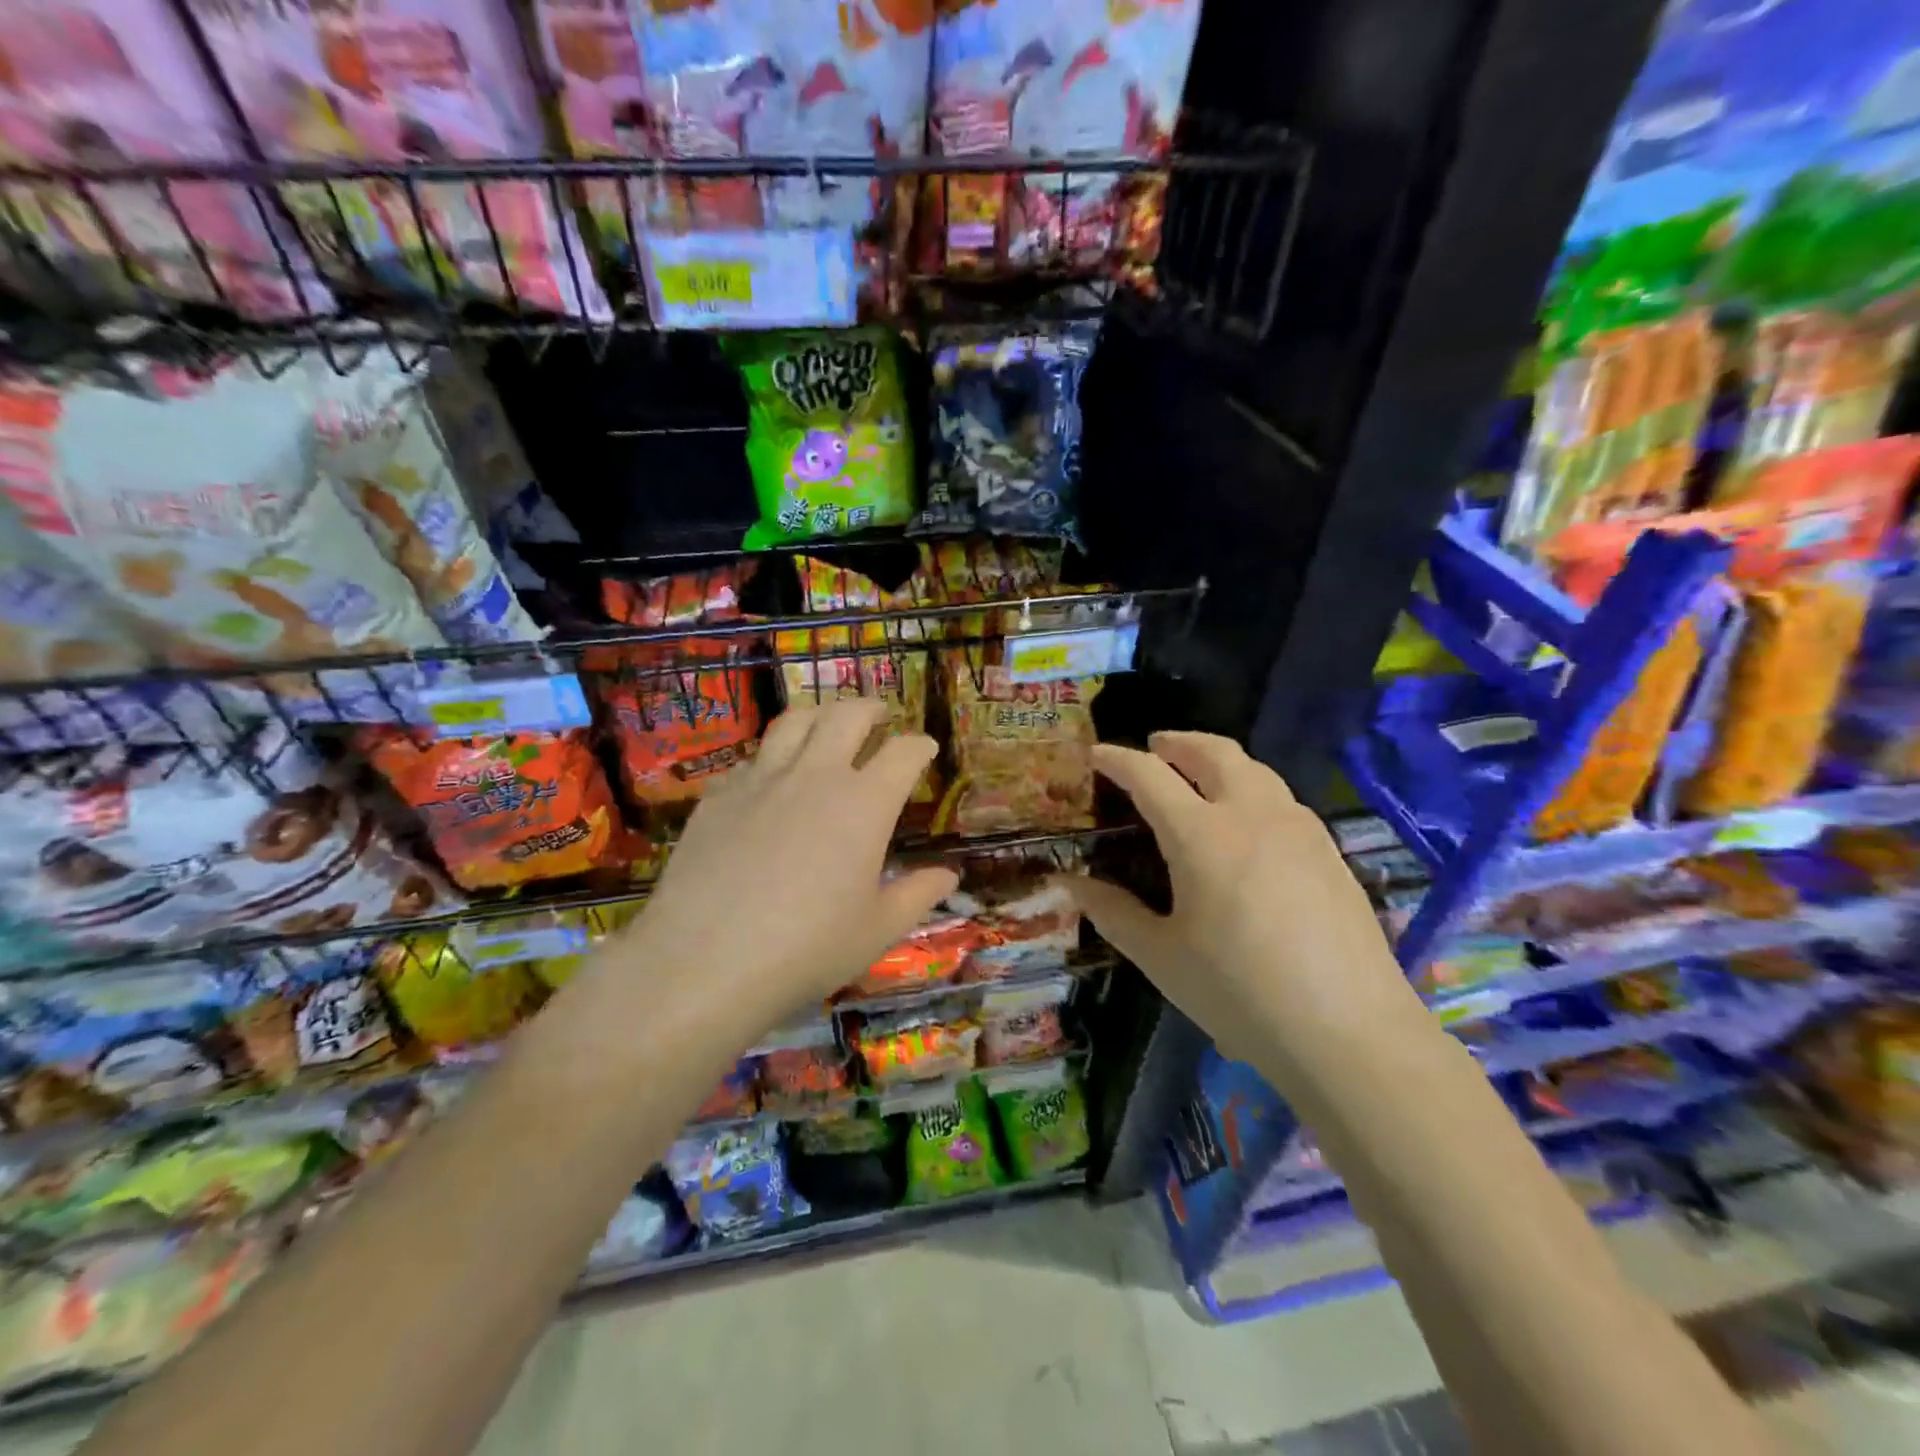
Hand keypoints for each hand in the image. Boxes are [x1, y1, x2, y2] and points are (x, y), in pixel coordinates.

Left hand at [620, 699, 957, 1034]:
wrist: (704, 961)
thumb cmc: (806, 950)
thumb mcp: (877, 930)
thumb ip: (917, 894)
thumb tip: (950, 875)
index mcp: (864, 803)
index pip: (903, 752)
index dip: (920, 745)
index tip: (925, 749)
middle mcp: (816, 775)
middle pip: (847, 715)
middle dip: (870, 709)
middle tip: (879, 717)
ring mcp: (762, 779)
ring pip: (794, 722)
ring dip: (819, 716)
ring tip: (826, 726)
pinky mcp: (719, 794)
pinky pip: (752, 759)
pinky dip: (772, 759)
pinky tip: (771, 782)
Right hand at [1063, 732, 1425, 1071]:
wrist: (1351, 1033)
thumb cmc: (1241, 994)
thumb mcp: (1162, 957)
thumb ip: (1113, 913)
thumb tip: (1070, 884)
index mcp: (1202, 836)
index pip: (1150, 775)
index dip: (1118, 759)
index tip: (1097, 754)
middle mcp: (1252, 815)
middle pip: (1213, 751)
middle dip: (1177, 741)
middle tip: (1154, 747)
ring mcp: (1299, 829)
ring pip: (1255, 768)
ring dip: (1218, 759)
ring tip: (1198, 775)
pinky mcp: (1330, 851)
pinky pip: (1282, 797)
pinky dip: (1252, 787)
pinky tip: (1248, 821)